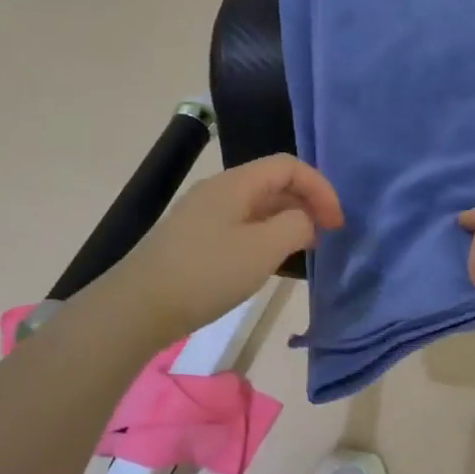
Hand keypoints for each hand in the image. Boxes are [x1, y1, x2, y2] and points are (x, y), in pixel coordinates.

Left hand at [109, 155, 343, 346]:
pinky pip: (241, 226)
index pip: (289, 166)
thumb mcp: (263, 249)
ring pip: (257, 207)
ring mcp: (203, 215)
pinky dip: (265, 237)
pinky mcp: (194, 240)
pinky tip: (268, 264)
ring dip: (286, 222)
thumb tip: (304, 222)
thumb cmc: (206, 273)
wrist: (137, 307)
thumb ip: (296, 226)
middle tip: (325, 237)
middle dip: (306, 204)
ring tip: (303, 251)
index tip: (337, 223)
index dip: (320, 188)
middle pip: (273, 183)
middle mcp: (219, 191)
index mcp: (236, 183)